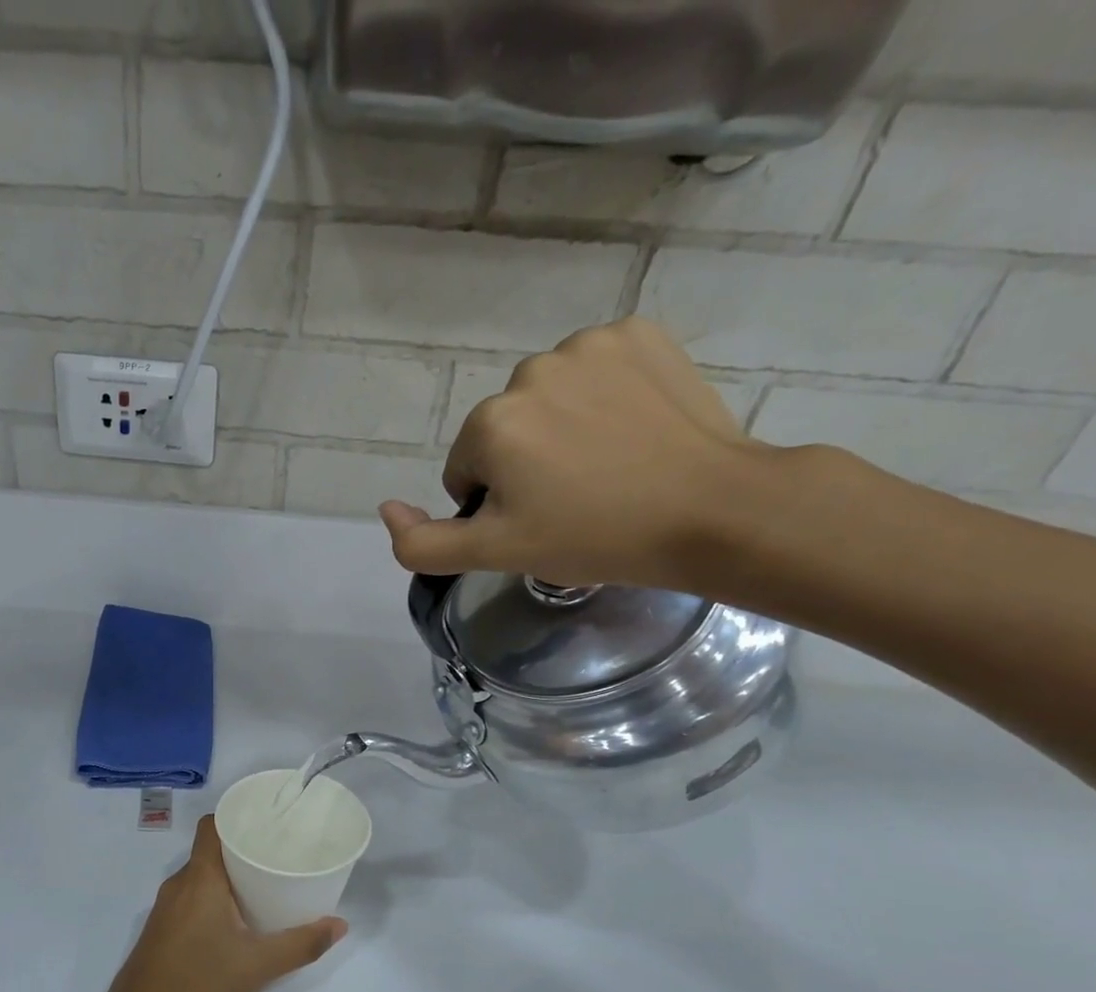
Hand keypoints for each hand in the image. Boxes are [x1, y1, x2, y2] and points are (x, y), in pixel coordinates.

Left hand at [94, 817, 345, 991]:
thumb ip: (301, 944)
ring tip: (267, 883)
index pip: (212, 826)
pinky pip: (193, 897)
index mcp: (199, 879)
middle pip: (212, 850)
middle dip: (245, 848)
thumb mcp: (257, 966)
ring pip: (202, 876)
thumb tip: (339, 924)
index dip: (238, 816)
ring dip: (231, 876)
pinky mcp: (162, 929)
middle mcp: (179, 884)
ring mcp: (166, 908)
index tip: (270, 822)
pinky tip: (239, 917)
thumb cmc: (198, 985)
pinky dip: (216, 896)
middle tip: (281, 854)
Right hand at [379, 317, 775, 589]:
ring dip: (562, 428)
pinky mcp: (639, 333)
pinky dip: (604, 395)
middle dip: (526, 463)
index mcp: (490, 424)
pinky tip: (632, 428)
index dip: (497, 504)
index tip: (540, 521)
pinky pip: (596, 368)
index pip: (467, 471)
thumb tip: (385, 509)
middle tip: (575, 499)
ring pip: (548, 398)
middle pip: (505, 430)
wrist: (710, 510)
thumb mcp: (496, 554)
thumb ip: (422, 543)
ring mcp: (589, 345)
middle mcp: (529, 371)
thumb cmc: (594, 537)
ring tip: (608, 465)